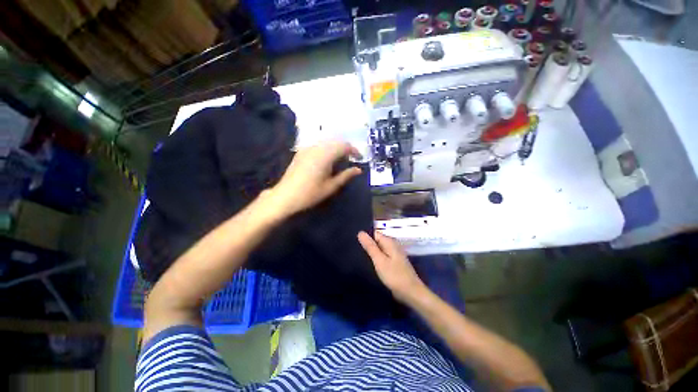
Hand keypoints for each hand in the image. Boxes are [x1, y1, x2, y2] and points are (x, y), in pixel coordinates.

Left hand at [267, 141, 361, 216]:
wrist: (285, 196)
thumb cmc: (309, 194)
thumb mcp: (330, 187)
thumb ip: (345, 176)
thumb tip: (358, 169)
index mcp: (326, 154)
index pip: (344, 146)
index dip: (354, 150)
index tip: (360, 158)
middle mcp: (317, 147)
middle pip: (335, 142)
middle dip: (345, 148)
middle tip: (351, 159)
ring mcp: (307, 148)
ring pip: (326, 142)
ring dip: (335, 148)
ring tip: (340, 161)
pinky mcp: (300, 152)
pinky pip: (317, 146)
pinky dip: (325, 149)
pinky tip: (326, 161)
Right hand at [358, 231, 427, 304]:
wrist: (409, 291)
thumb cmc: (394, 275)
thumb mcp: (379, 260)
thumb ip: (370, 247)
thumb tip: (360, 232)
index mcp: (390, 243)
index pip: (375, 233)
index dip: (365, 236)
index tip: (354, 241)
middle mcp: (394, 247)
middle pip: (378, 241)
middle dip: (368, 244)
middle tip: (353, 249)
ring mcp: (396, 256)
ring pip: (381, 250)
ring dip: (372, 253)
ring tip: (358, 256)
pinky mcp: (395, 265)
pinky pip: (384, 258)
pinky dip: (377, 260)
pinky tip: (370, 265)